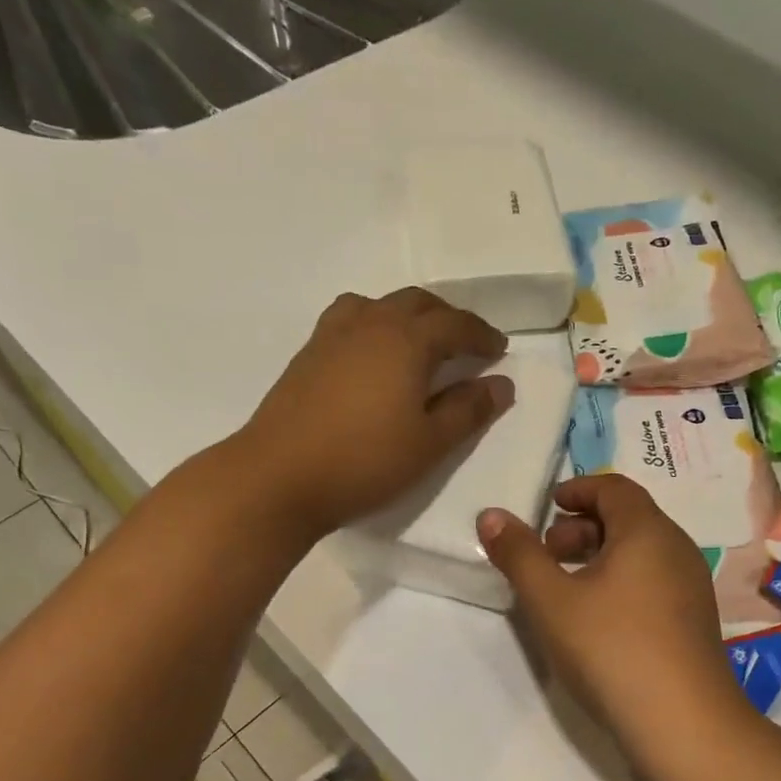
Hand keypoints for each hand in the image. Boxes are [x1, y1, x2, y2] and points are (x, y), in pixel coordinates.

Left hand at [239, 289, 512, 537]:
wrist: (279, 477)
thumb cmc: (365, 461)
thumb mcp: (430, 443)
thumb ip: (469, 410)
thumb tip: (502, 384)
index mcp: (406, 340)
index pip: (455, 324)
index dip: (482, 335)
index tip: (499, 350)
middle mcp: (370, 323)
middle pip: (418, 303)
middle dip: (448, 318)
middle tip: (467, 344)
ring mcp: (333, 335)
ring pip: (380, 304)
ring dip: (408, 315)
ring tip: (419, 342)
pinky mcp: (308, 354)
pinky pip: (351, 319)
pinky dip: (375, 324)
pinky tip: (373, 355)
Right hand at [478, 475, 752, 764]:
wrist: (683, 724)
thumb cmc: (611, 649)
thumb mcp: (551, 600)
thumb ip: (518, 554)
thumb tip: (490, 514)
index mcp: (648, 531)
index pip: (614, 488)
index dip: (578, 489)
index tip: (548, 506)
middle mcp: (677, 549)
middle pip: (628, 518)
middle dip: (582, 526)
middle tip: (547, 553)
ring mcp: (691, 586)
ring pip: (641, 553)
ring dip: (600, 556)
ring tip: (565, 589)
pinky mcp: (694, 621)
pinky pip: (653, 581)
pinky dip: (621, 581)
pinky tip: (598, 620)